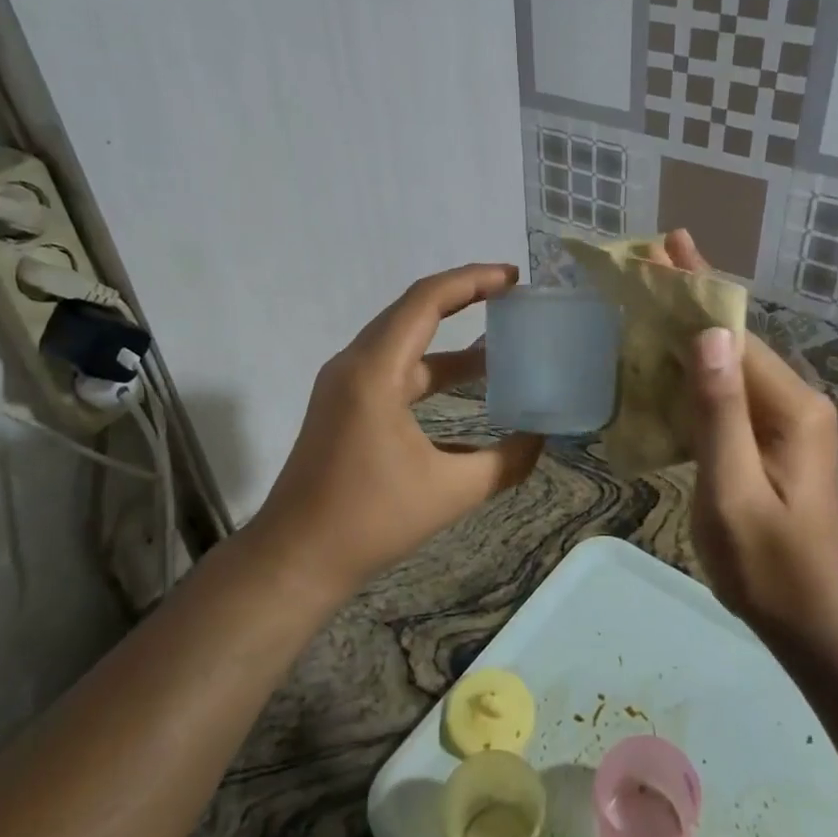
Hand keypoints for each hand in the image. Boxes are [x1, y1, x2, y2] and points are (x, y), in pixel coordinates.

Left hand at [245, 264, 544, 593]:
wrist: (296, 558)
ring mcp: (344, 386)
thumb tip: (541, 441)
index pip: (426, 301)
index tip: (513, 278)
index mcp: (375, 371)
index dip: (472, 281)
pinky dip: (431, 370)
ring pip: (403, 343)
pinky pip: (394, 371)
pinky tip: (467, 391)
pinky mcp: (344, 407)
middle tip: (512, 298)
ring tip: (500, 342)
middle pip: (412, 311)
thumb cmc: (370, 520)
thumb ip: (505, 463)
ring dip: (449, 339)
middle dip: (464, 298)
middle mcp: (354, 365)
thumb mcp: (450, 492)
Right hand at [658, 231, 837, 628]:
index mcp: (789, 408)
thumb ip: (720, 415)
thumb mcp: (735, 493)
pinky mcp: (773, 442)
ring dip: (689, 331)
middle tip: (651, 257)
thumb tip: (710, 335)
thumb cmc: (771, 566)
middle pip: (734, 339)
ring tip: (649, 299)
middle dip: (691, 297)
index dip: (694, 289)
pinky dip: (694, 371)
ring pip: (730, 364)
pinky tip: (666, 363)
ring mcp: (786, 423)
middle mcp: (794, 403)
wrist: (819, 622)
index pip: (733, 333)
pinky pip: (728, 394)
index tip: (664, 245)